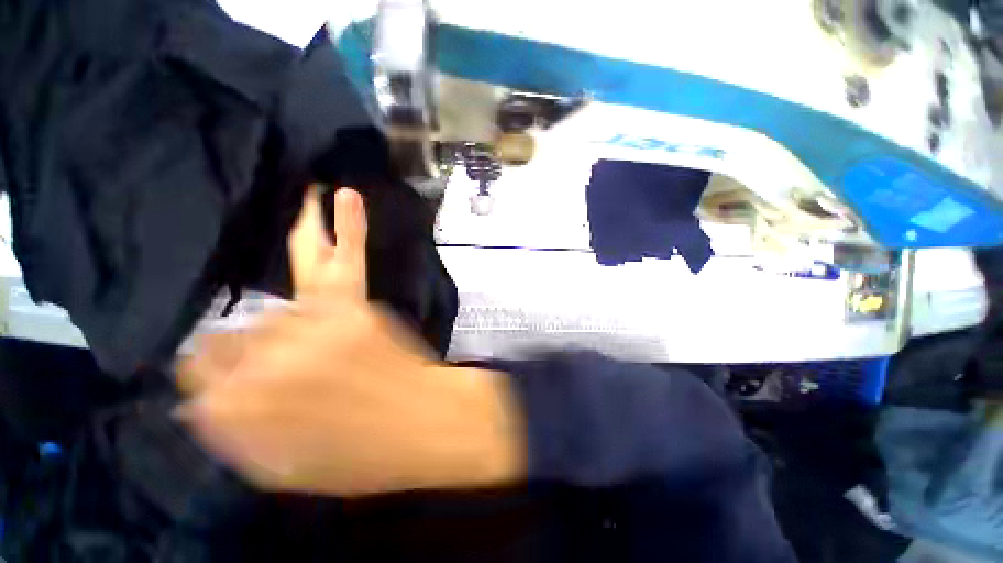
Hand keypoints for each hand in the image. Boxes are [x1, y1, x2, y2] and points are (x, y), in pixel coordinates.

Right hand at [178, 187, 524, 496]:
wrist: (424, 424)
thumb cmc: (362, 455)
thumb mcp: (284, 467)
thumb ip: (235, 433)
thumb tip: (199, 404)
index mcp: (247, 400)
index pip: (202, 375)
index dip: (213, 382)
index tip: (222, 386)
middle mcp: (272, 352)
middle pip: (236, 335)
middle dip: (242, 348)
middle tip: (262, 359)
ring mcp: (317, 319)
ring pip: (281, 289)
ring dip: (294, 247)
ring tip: (305, 196)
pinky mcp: (354, 304)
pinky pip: (346, 256)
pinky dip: (346, 225)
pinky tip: (341, 195)